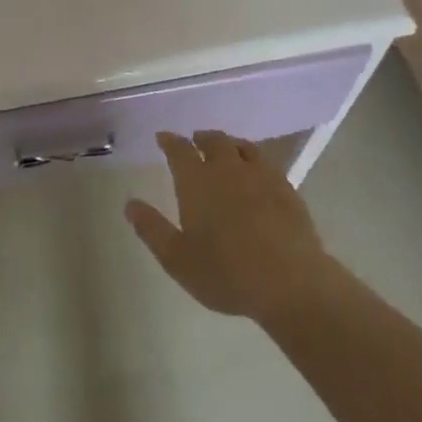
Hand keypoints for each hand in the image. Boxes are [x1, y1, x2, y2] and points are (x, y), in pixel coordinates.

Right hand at [126, 131, 342, 329]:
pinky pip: (266, 161)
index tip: (163, 137)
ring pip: (242, 147)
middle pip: (213, 141)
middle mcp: (228, 170)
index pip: (179, 150)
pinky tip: (256, 170)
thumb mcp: (177, 259)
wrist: (291, 283)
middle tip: (194, 141)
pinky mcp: (286, 189)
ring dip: (228, 143)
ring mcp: (261, 176)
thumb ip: (152, 229)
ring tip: (224, 148)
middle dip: (200, 138)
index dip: (169, 141)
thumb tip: (130, 204)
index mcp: (197, 182)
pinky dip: (254, 158)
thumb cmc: (226, 273)